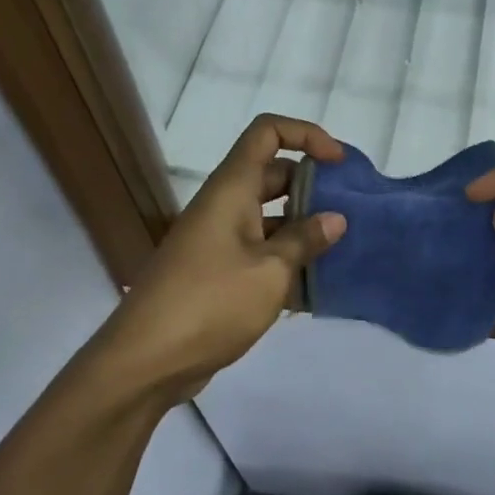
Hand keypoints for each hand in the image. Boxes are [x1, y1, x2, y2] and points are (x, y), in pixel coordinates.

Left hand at [100, 115, 346, 402]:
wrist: (144, 362)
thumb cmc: (210, 304)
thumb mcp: (270, 271)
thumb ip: (305, 241)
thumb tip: (335, 219)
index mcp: (232, 189)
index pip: (267, 132)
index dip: (305, 135)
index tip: (337, 162)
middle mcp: (224, 205)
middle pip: (274, 174)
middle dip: (313, 186)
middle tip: (350, 210)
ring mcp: (219, 240)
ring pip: (270, 216)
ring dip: (304, 228)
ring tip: (342, 250)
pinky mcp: (218, 272)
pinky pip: (260, 251)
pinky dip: (287, 260)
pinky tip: (316, 288)